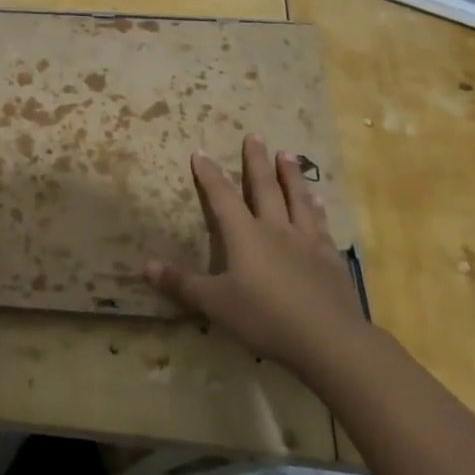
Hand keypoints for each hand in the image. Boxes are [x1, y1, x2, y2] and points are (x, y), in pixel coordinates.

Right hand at [146, 136, 368, 380]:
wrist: (329, 340)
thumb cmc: (265, 318)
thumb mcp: (215, 304)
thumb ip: (182, 284)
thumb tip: (145, 266)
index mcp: (245, 235)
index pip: (223, 197)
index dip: (210, 175)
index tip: (202, 152)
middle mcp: (275, 229)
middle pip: (265, 188)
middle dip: (256, 161)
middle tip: (255, 135)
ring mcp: (307, 241)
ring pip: (297, 199)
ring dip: (291, 175)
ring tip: (287, 154)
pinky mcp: (330, 259)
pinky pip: (321, 224)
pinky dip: (317, 208)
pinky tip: (319, 201)